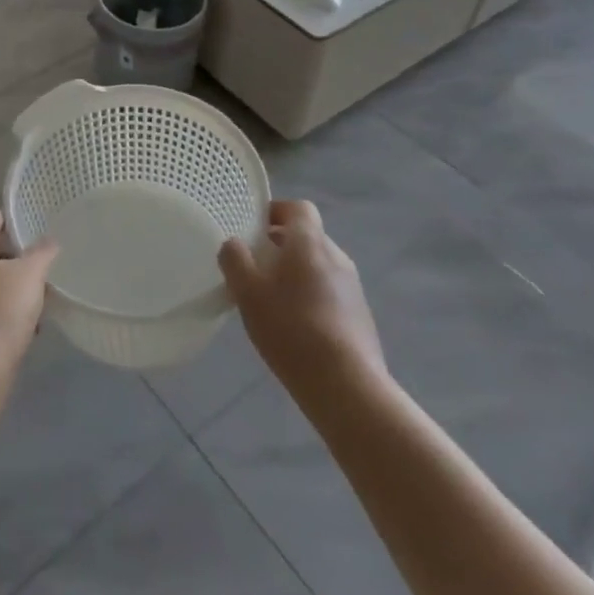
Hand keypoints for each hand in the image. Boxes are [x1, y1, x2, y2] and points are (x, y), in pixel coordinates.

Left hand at [0, 212, 57, 360]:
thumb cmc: (0, 310)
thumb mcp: (31, 275)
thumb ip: (42, 252)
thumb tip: (48, 240)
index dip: (13, 222)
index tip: (35, 230)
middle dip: (14, 261)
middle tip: (40, 271)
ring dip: (7, 289)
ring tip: (35, 305)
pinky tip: (20, 328)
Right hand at [219, 200, 384, 395]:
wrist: (348, 387)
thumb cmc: (292, 329)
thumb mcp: (248, 293)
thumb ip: (235, 260)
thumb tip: (233, 243)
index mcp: (310, 242)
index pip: (297, 207)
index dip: (275, 212)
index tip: (253, 229)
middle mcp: (336, 256)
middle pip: (306, 237)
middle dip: (280, 247)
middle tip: (254, 268)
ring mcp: (353, 287)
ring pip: (318, 266)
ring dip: (295, 274)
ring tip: (271, 302)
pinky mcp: (360, 315)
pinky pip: (330, 292)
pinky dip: (310, 297)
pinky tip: (295, 328)